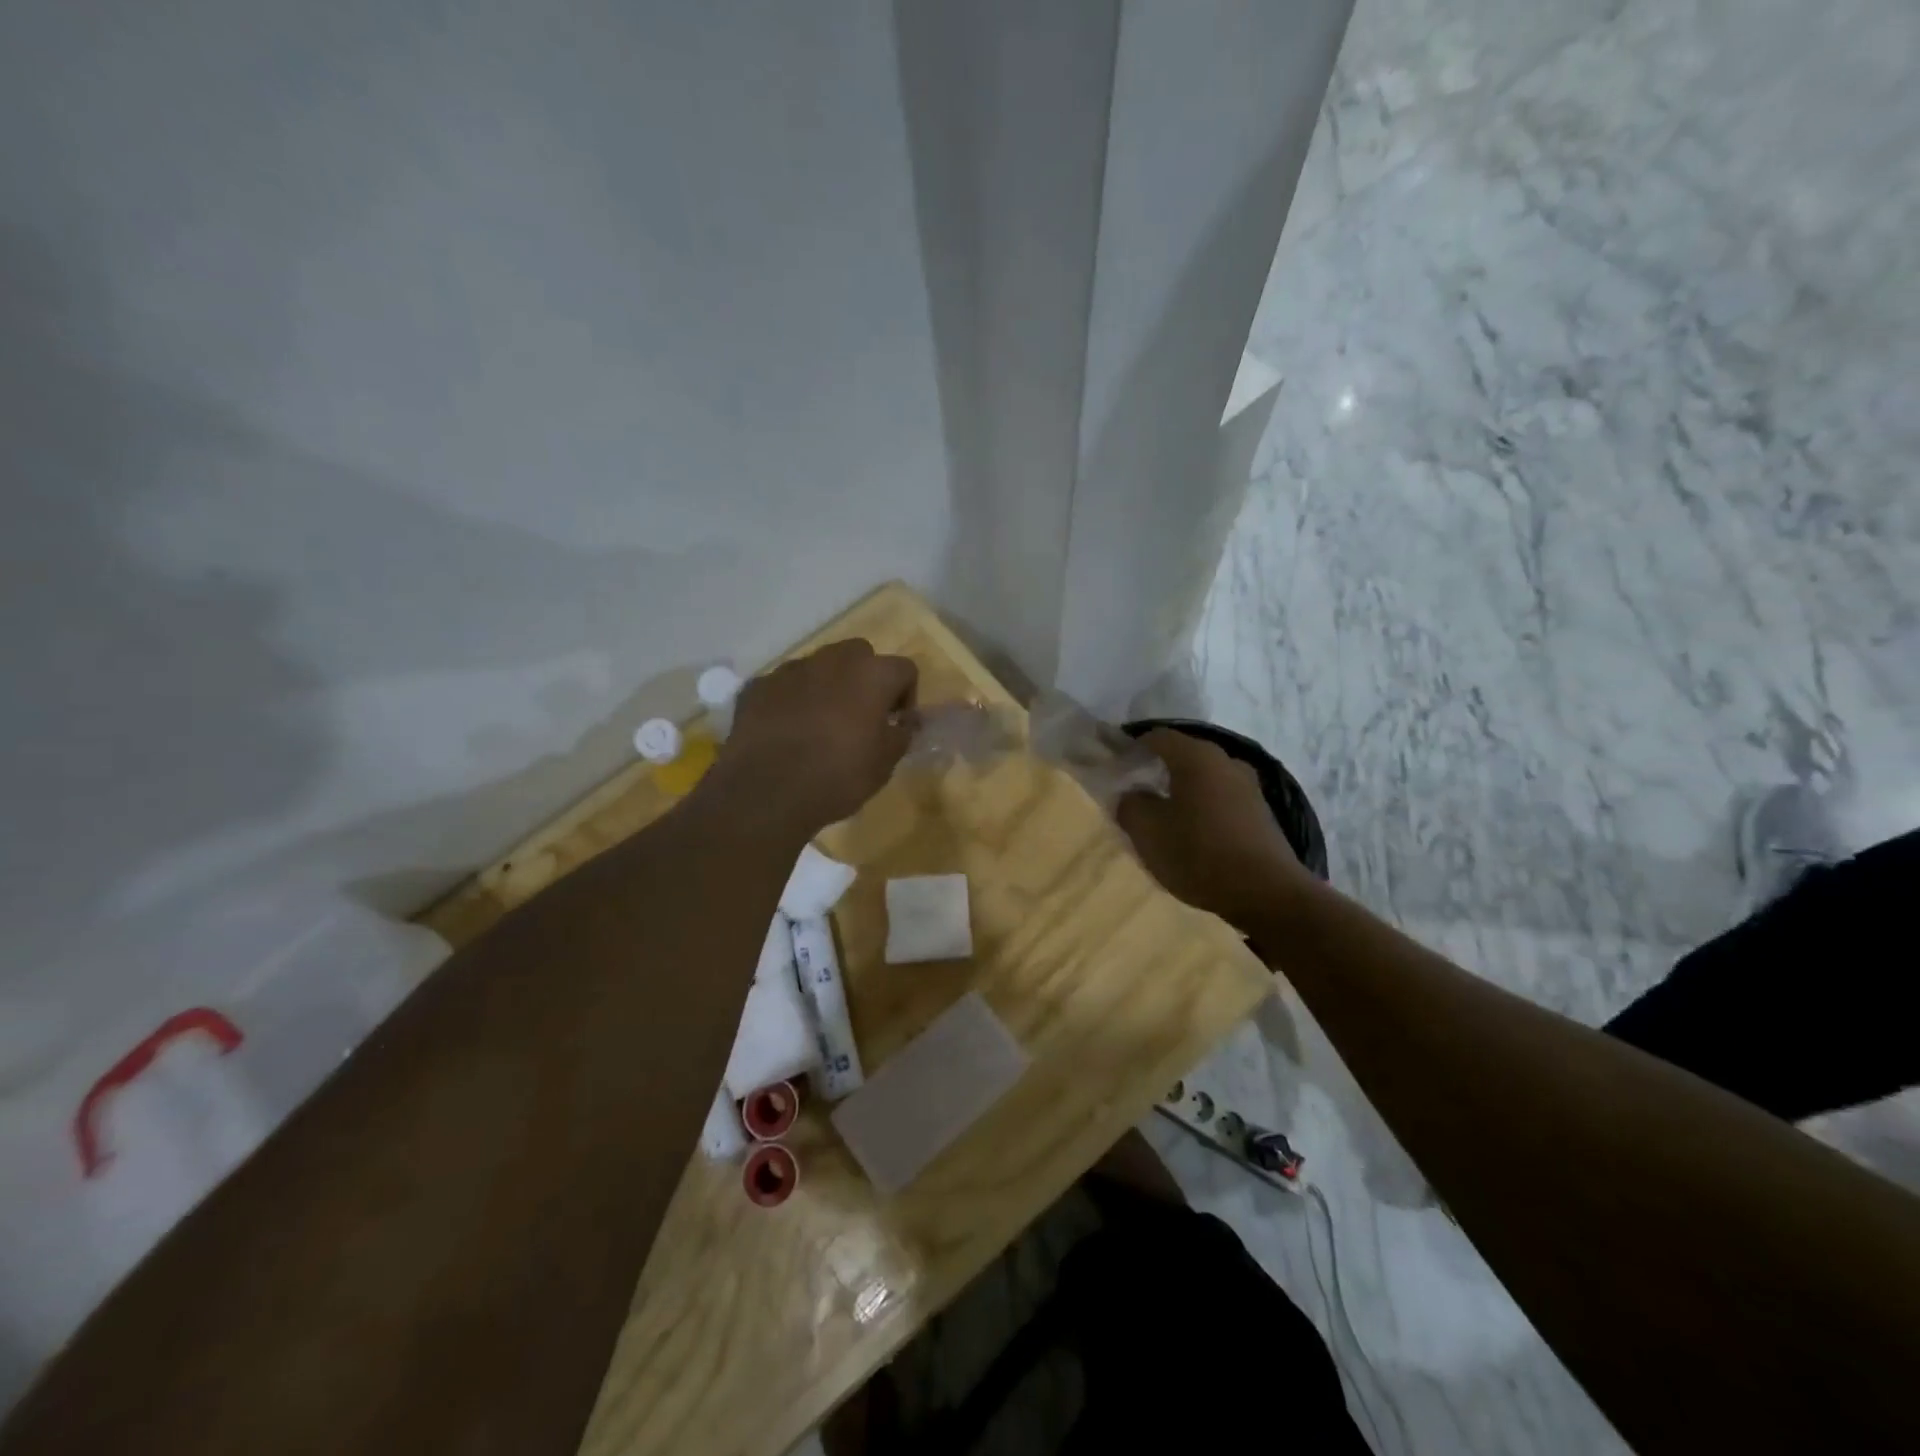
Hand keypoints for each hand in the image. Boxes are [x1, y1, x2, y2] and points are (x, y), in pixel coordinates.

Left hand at [718, 638, 918, 832]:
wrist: (767, 793)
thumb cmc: (839, 777)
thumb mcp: (885, 764)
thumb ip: (901, 734)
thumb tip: (904, 722)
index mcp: (871, 674)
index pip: (904, 669)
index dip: (906, 696)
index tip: (896, 724)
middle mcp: (832, 660)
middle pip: (859, 655)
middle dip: (864, 679)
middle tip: (860, 716)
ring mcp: (790, 670)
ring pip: (818, 667)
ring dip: (826, 687)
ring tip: (819, 725)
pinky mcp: (757, 686)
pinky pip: (783, 687)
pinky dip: (790, 701)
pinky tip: (786, 733)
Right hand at [1117, 729, 1310, 931]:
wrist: (1267, 893)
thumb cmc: (1199, 854)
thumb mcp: (1147, 832)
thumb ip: (1130, 804)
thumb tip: (1132, 794)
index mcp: (1196, 757)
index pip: (1157, 736)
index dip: (1133, 747)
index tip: (1116, 768)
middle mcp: (1226, 761)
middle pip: (1183, 754)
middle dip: (1157, 769)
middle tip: (1135, 793)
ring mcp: (1248, 785)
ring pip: (1204, 777)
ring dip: (1182, 790)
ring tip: (1163, 815)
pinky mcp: (1260, 811)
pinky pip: (1221, 797)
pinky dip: (1202, 806)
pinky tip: (1193, 832)